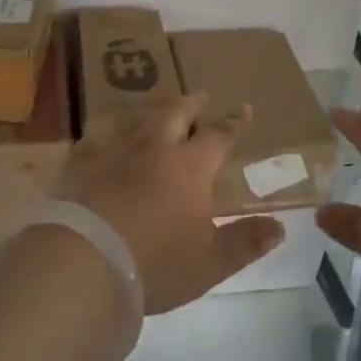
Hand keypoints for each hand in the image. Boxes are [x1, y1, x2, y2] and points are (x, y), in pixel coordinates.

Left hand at [54, 94, 283, 313]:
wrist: (85, 263)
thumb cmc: (156, 264)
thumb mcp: (210, 263)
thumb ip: (245, 242)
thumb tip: (280, 227)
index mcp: (190, 167)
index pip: (218, 136)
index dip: (233, 123)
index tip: (243, 109)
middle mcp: (154, 148)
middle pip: (175, 113)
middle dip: (192, 104)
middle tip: (200, 96)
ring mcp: (114, 151)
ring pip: (135, 119)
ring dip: (149, 113)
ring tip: (154, 112)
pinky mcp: (80, 163)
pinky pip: (94, 138)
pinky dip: (103, 134)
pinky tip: (100, 138)